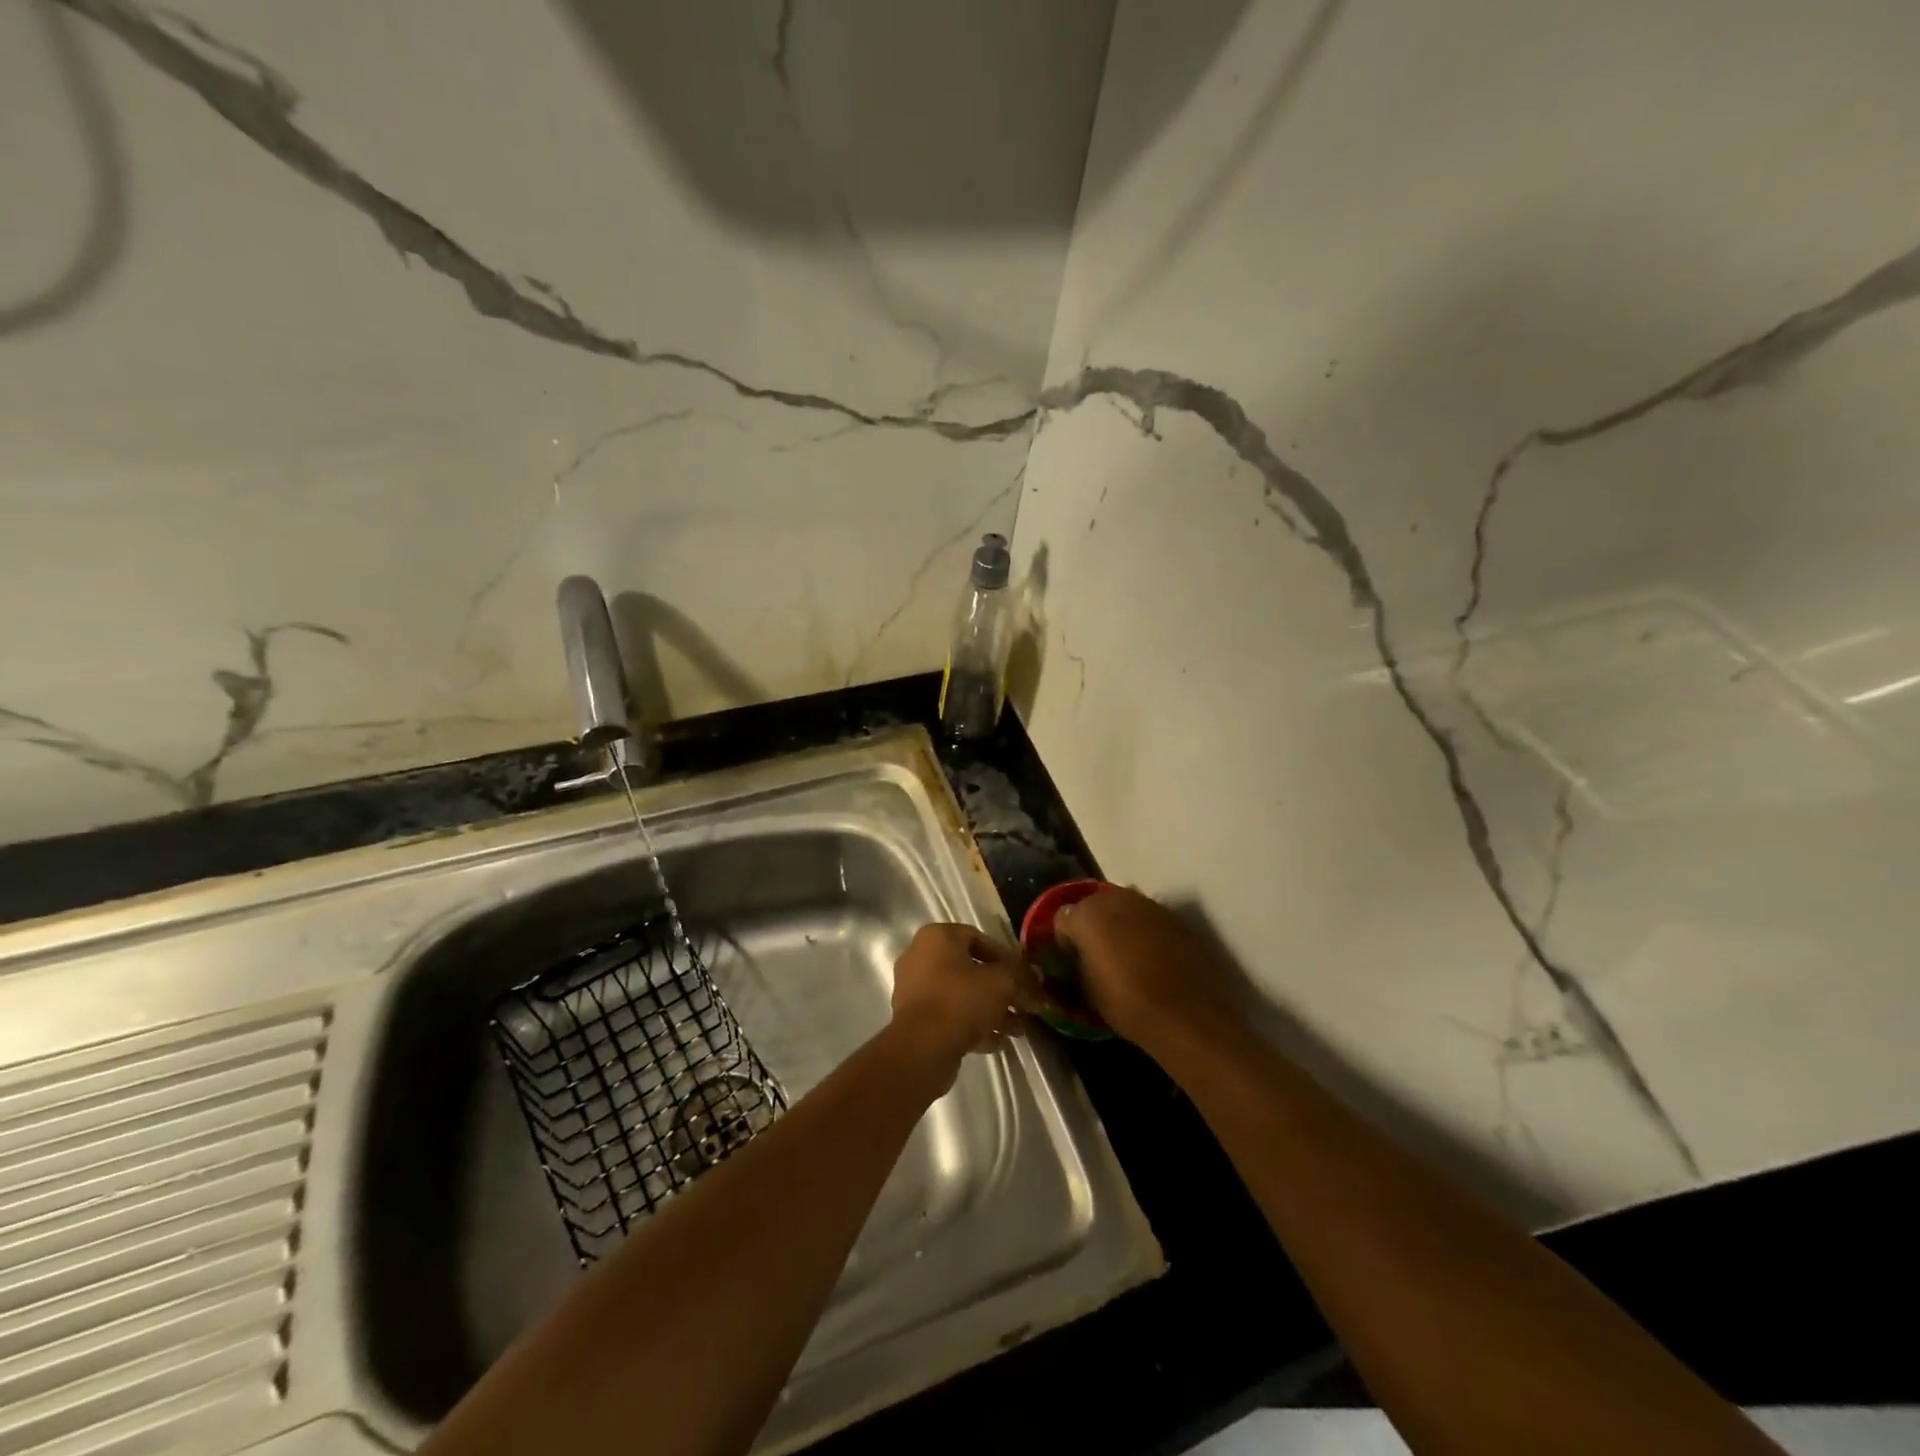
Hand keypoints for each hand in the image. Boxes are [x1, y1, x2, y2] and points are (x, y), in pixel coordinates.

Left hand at [889, 924, 1034, 1071]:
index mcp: (937, 937)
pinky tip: (999, 1042)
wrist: (922, 1048)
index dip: (1007, 957)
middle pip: (971, 970)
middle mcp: (921, 957)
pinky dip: (974, 1026)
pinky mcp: (915, 1020)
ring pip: (962, 996)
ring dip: (992, 1010)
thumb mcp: (1002, 983)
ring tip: (1018, 1029)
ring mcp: (915, 990)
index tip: (1026, 976)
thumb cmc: (961, 1000)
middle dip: (1002, 989)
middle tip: (1026, 1006)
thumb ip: (1021, 977)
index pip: (979, 938)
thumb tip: (1036, 980)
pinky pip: (950, 1016)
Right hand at [1054, 888, 1242, 1055]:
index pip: (1062, 919)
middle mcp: (1115, 899)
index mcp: (1086, 915)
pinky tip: (1151, 957)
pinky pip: (1148, 918)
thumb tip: (1079, 959)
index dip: (1065, 941)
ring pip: (1123, 907)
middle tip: (1096, 954)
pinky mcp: (1174, 916)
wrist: (1188, 1014)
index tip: (1071, 961)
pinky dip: (1144, 931)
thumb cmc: (1127, 1003)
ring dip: (1118, 925)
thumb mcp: (1087, 990)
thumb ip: (1077, 964)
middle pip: (1093, 905)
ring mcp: (1148, 904)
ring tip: (1125, 954)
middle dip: (1091, 926)